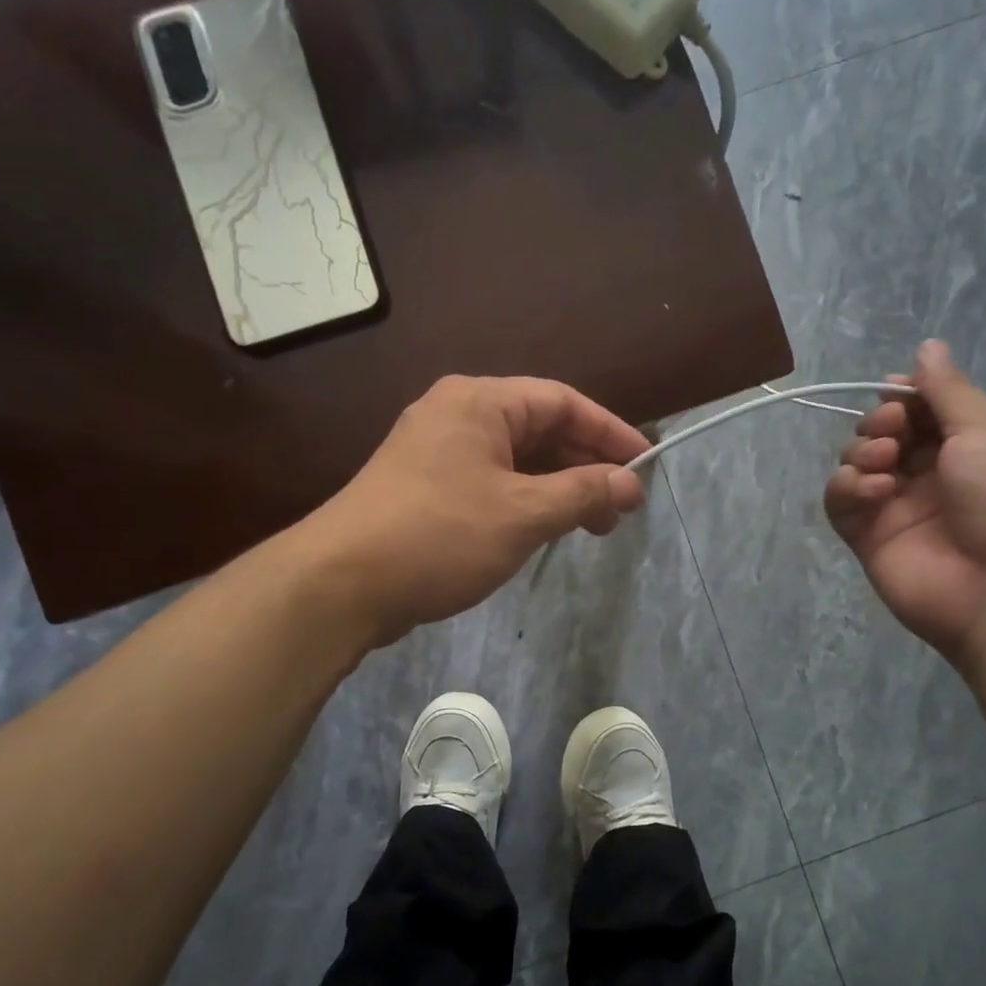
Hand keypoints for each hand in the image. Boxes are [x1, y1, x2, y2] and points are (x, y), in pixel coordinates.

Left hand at [313, 375, 646, 645]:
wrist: (341, 584)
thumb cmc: (439, 535)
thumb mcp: (522, 514)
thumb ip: (582, 493)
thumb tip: (631, 484)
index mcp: (479, 402)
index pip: (562, 402)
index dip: (609, 432)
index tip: (645, 465)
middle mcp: (456, 414)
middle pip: (539, 429)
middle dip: (585, 465)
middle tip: (621, 507)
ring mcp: (435, 451)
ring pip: (514, 459)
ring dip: (557, 487)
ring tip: (592, 526)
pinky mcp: (424, 487)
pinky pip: (490, 481)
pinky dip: (524, 500)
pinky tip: (544, 528)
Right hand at [824, 341, 985, 666]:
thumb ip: (949, 391)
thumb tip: (927, 346)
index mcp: (971, 447)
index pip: (922, 410)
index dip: (904, 395)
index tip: (896, 389)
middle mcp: (931, 476)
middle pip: (884, 432)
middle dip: (881, 421)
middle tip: (895, 429)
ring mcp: (898, 509)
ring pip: (857, 463)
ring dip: (863, 450)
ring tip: (886, 462)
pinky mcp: (869, 539)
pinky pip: (840, 502)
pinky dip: (847, 487)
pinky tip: (873, 490)